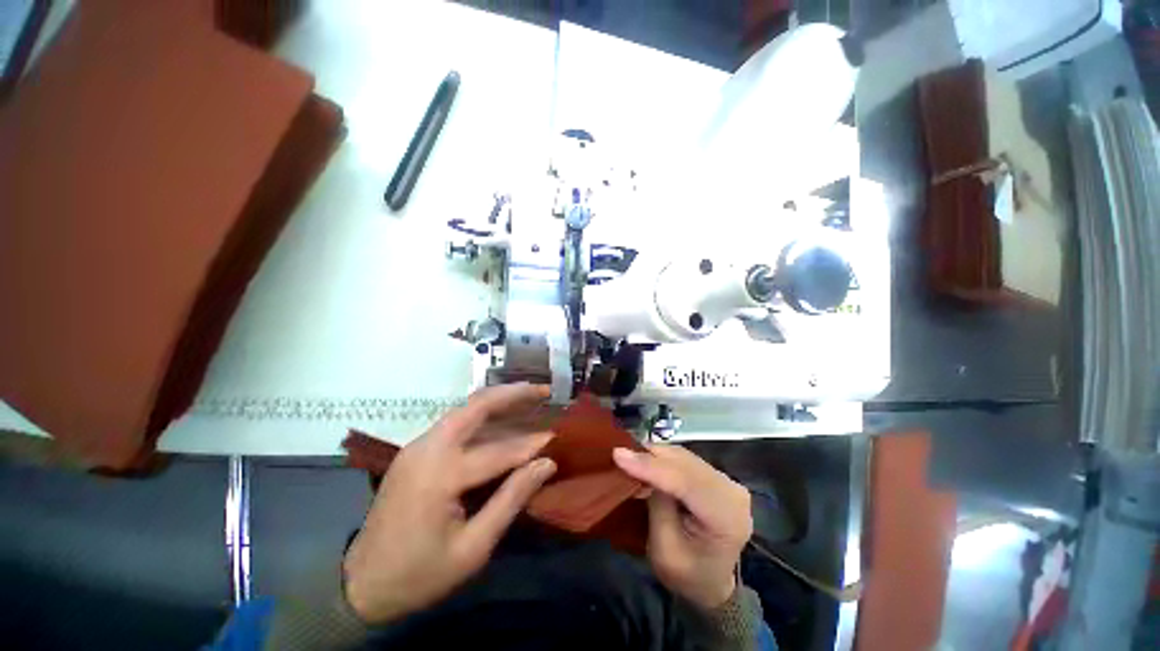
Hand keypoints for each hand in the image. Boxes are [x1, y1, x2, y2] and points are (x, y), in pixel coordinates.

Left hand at [343, 384, 557, 622]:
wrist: (359, 586)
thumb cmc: (419, 574)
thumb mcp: (472, 548)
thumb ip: (511, 499)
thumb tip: (546, 465)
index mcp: (440, 475)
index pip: (499, 451)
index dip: (531, 445)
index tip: (557, 439)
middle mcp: (428, 448)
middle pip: (476, 406)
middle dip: (512, 394)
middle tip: (542, 390)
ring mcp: (418, 446)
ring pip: (465, 410)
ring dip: (499, 401)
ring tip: (529, 395)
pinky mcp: (416, 451)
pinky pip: (456, 424)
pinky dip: (483, 416)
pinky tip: (501, 418)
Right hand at [613, 445, 751, 609]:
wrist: (712, 584)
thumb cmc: (687, 575)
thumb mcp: (665, 550)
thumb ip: (657, 506)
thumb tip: (643, 469)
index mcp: (726, 518)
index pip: (685, 482)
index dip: (651, 466)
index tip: (619, 455)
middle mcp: (732, 492)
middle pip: (685, 463)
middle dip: (650, 456)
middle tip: (619, 454)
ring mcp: (726, 481)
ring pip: (684, 456)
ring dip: (655, 454)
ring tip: (630, 456)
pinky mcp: (716, 476)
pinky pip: (685, 459)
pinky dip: (663, 458)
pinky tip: (646, 459)